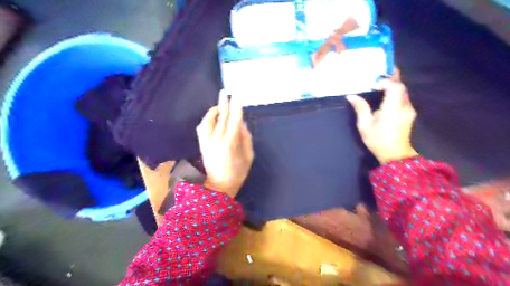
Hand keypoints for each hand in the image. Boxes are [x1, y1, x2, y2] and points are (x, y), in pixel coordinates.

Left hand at [195, 90, 253, 195]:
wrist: (218, 186)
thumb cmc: (237, 173)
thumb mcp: (248, 157)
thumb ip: (246, 139)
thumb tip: (243, 124)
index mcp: (230, 144)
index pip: (234, 122)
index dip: (236, 109)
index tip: (238, 98)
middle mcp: (216, 140)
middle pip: (221, 118)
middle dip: (223, 104)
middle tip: (225, 93)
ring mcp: (207, 142)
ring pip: (208, 121)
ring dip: (214, 111)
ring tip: (219, 105)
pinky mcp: (202, 144)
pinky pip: (201, 128)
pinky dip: (206, 119)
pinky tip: (212, 116)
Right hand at [347, 76, 417, 164]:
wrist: (395, 155)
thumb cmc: (378, 140)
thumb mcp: (365, 126)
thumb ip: (360, 108)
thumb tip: (351, 96)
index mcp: (392, 109)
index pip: (395, 87)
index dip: (385, 82)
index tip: (373, 85)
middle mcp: (404, 107)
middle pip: (401, 87)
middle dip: (390, 79)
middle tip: (377, 77)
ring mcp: (409, 110)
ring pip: (403, 92)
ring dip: (393, 86)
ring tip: (380, 84)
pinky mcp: (409, 113)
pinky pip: (403, 98)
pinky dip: (395, 93)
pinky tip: (386, 96)